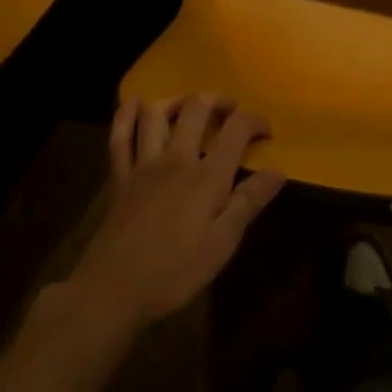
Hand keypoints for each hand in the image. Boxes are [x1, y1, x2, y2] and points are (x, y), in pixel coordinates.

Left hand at [65, 94, 286, 330]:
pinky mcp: (119, 176)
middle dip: (218, 100)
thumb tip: (278, 170)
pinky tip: (135, 103)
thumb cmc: (175, 272)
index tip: (266, 131)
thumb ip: (249, 202)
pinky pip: (120, 135)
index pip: (236, 129)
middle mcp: (176, 158)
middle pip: (196, 108)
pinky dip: (126, 114)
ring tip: (190, 106)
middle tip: (230, 110)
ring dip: (176, 100)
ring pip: (157, 113)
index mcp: (206, 176)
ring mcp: (143, 164)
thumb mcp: (222, 244)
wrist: (113, 290)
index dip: (255, 121)